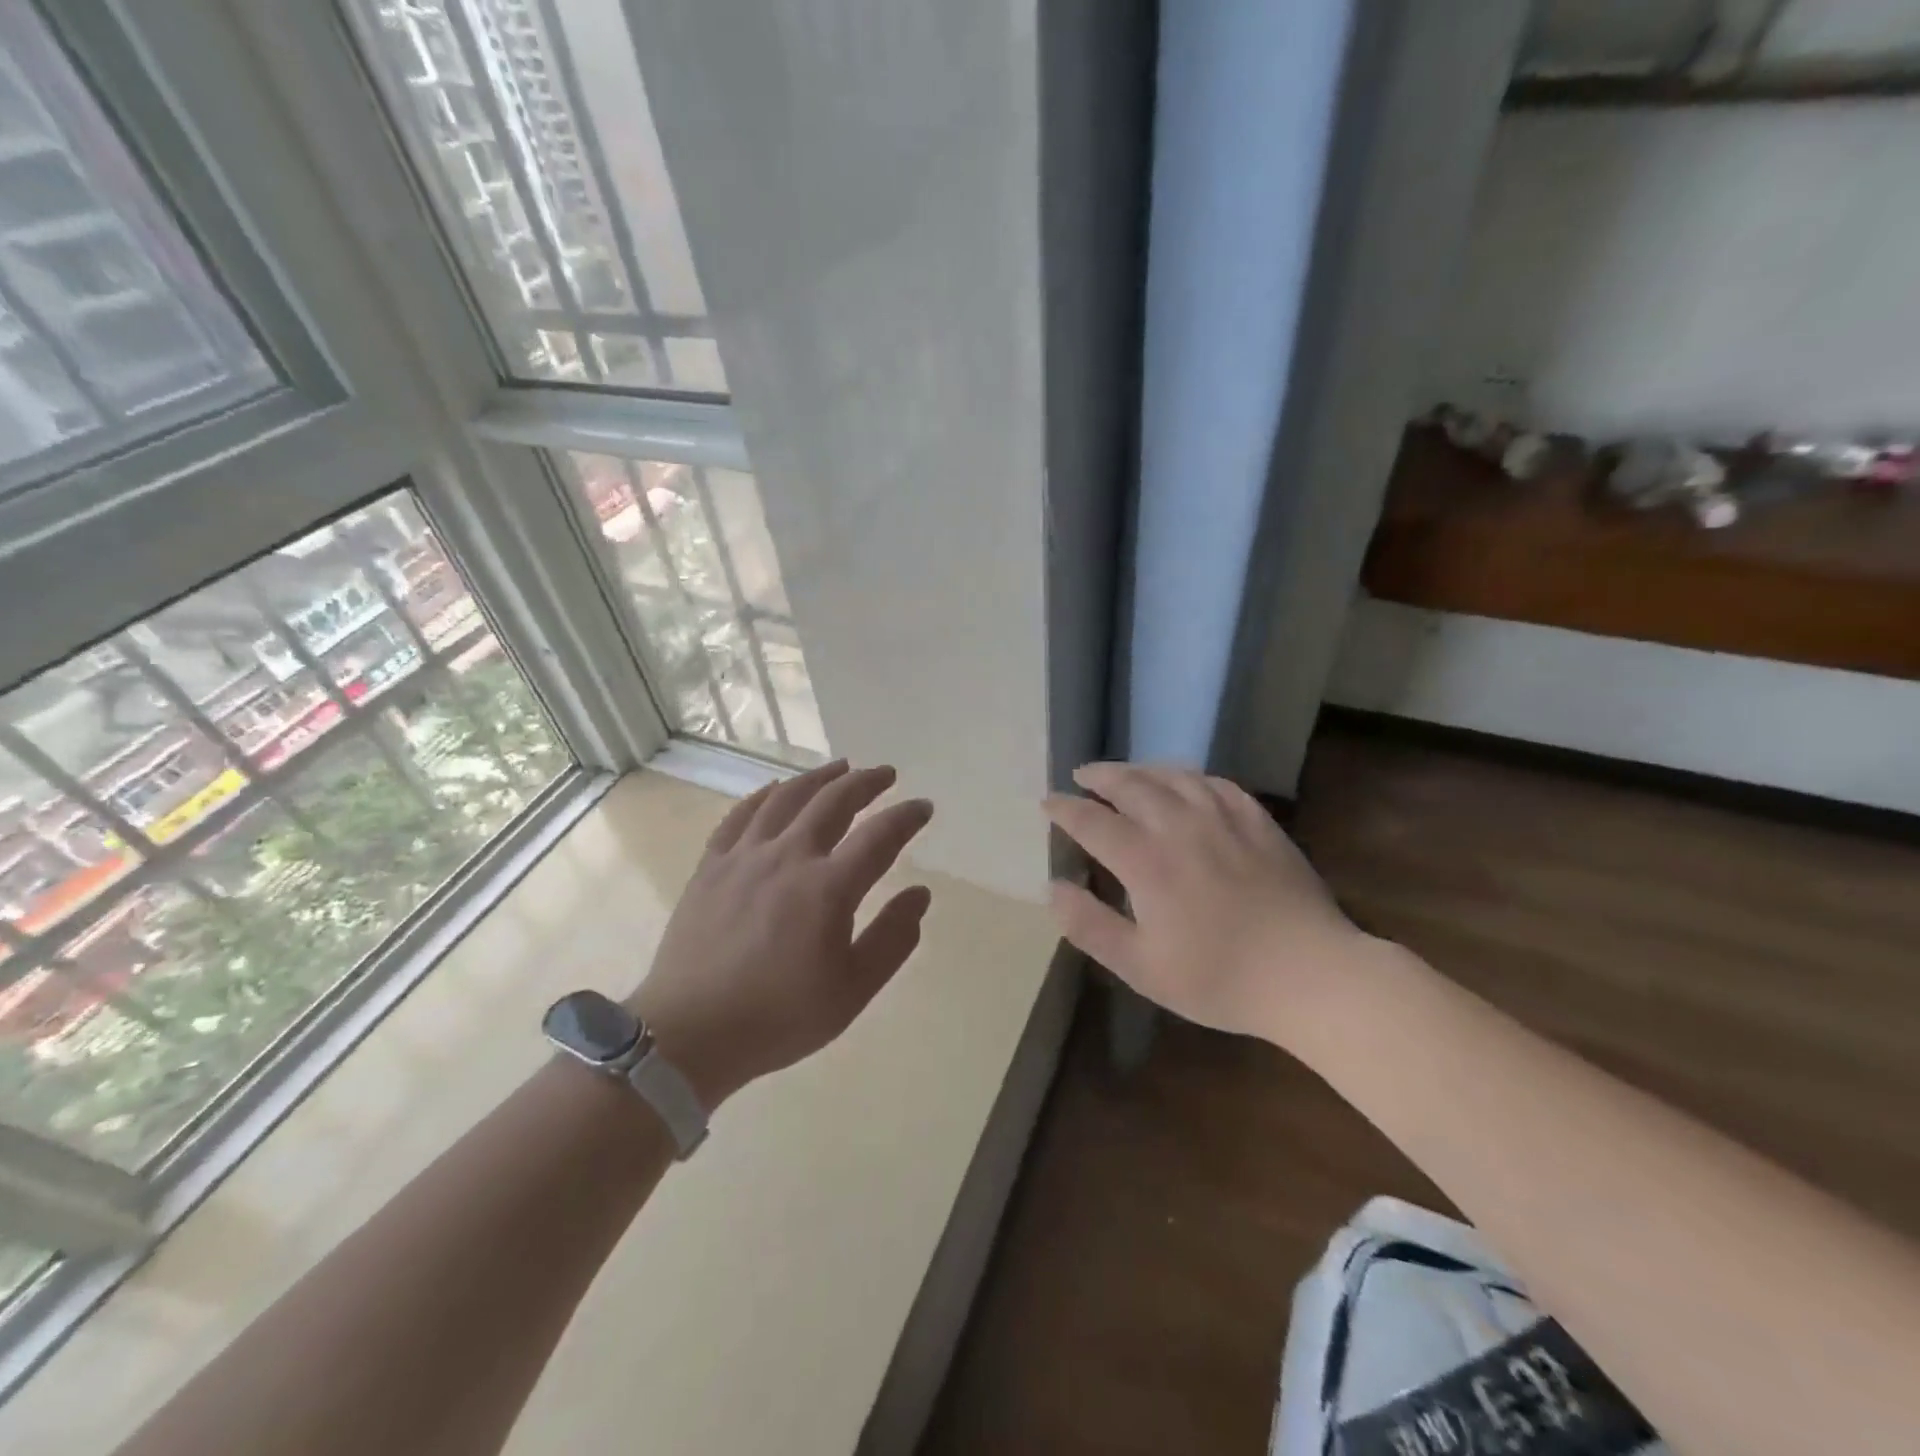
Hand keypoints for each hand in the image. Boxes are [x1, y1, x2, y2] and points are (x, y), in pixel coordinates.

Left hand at [629, 760, 933, 1106]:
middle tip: (885, 774)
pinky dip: (765, 794)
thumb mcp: (852, 991)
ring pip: (787, 797)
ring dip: (819, 778)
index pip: (879, 836)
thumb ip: (893, 938)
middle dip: (865, 782)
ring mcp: (745, 856)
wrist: (689, 1034)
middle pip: (833, 801)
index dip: (906, 816)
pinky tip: (777, 789)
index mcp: (828, 888)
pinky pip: (741, 814)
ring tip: (840, 767)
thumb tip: (920, 894)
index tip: (923, 807)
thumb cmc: (779, 1018)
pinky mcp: (712, 865)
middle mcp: (788, 857)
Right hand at [1043, 762, 1364, 1045]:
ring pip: (1173, 775)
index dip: (1065, 808)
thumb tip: (1053, 887)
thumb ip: (1090, 925)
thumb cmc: (1218, 978)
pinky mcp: (1257, 821)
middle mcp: (1179, 825)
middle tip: (1082, 775)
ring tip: (1126, 773)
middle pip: (1130, 784)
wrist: (1310, 974)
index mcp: (1145, 860)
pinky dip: (1190, 777)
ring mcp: (1223, 817)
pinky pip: (1215, 783)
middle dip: (1100, 776)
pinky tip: (1186, 784)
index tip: (1048, 802)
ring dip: (1141, 769)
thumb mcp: (1140, 967)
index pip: (1092, 820)